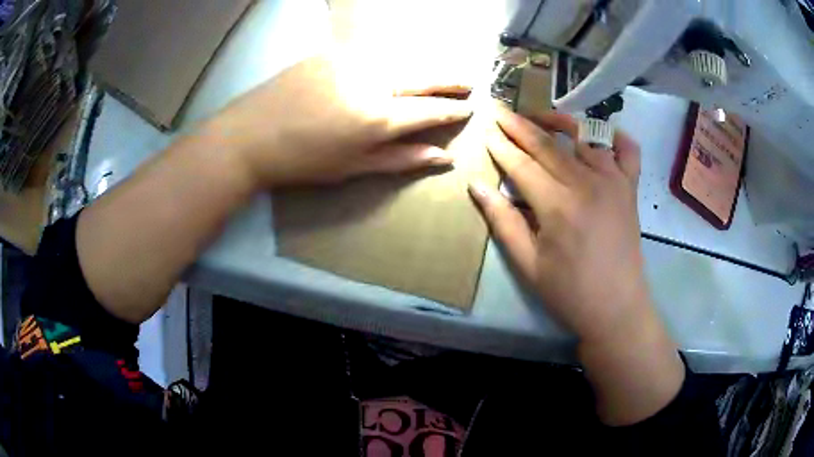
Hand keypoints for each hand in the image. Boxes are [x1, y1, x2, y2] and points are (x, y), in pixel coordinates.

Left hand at [203, 55, 472, 187]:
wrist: (250, 136)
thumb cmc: (302, 161)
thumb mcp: (353, 168)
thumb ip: (401, 159)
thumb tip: (443, 158)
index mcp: (378, 118)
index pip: (429, 110)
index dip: (453, 110)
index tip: (470, 108)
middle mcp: (371, 82)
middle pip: (422, 78)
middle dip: (449, 81)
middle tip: (469, 83)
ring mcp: (350, 62)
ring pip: (399, 62)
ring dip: (421, 69)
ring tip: (437, 77)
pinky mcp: (331, 53)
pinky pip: (370, 56)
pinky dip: (388, 63)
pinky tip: (392, 70)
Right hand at [470, 109, 684, 425]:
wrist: (617, 308)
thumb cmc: (570, 292)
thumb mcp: (528, 265)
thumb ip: (503, 221)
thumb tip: (476, 187)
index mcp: (557, 206)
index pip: (522, 165)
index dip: (501, 147)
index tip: (486, 130)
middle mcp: (587, 184)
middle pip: (548, 145)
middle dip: (520, 126)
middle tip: (501, 111)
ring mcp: (613, 182)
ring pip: (584, 138)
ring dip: (560, 122)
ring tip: (540, 117)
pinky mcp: (630, 189)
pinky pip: (627, 151)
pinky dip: (615, 137)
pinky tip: (601, 136)